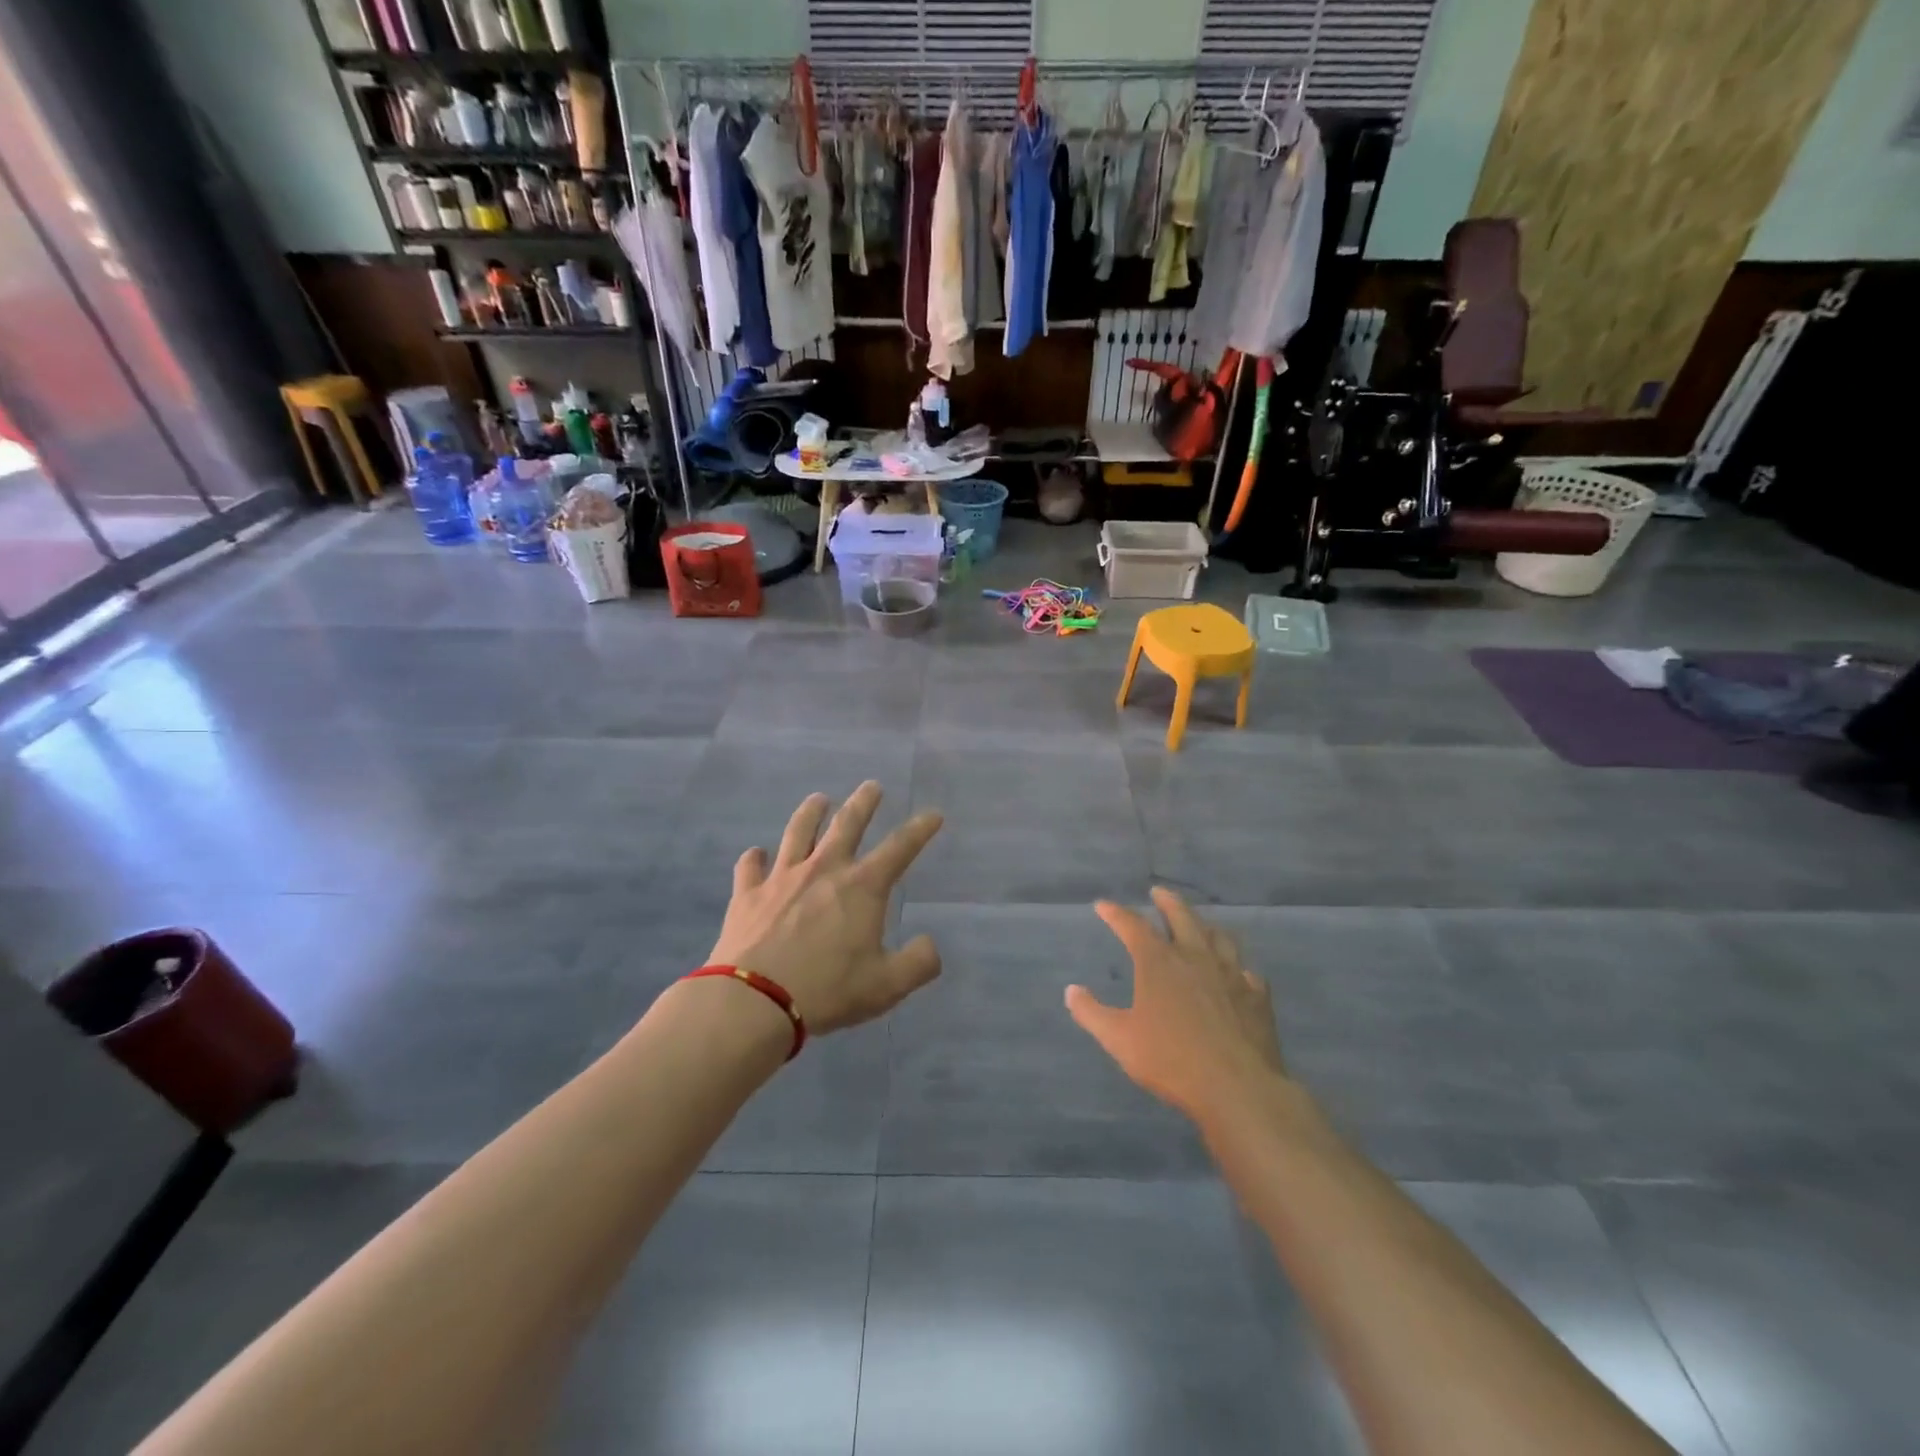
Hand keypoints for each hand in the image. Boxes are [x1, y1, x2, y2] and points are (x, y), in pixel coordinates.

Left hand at [706, 782, 943, 1034]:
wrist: (756, 1001)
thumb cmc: (828, 990)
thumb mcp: (887, 985)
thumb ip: (918, 963)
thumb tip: (930, 945)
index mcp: (862, 887)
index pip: (900, 848)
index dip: (920, 829)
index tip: (933, 814)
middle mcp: (824, 870)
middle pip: (847, 825)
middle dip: (863, 803)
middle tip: (872, 786)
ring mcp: (782, 878)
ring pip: (798, 833)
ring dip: (810, 813)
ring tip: (818, 799)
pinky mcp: (748, 894)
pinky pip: (750, 867)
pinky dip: (754, 858)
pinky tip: (755, 854)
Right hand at [1066, 887, 1286, 1122]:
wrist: (1238, 1087)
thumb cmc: (1171, 1060)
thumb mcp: (1119, 1040)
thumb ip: (1092, 1013)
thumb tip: (1071, 991)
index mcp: (1159, 963)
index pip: (1133, 926)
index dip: (1116, 913)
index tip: (1103, 905)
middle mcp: (1195, 957)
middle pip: (1182, 917)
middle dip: (1167, 901)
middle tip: (1159, 892)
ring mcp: (1231, 974)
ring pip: (1220, 937)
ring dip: (1206, 926)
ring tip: (1200, 924)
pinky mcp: (1256, 996)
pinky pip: (1247, 971)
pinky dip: (1237, 967)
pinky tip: (1237, 974)